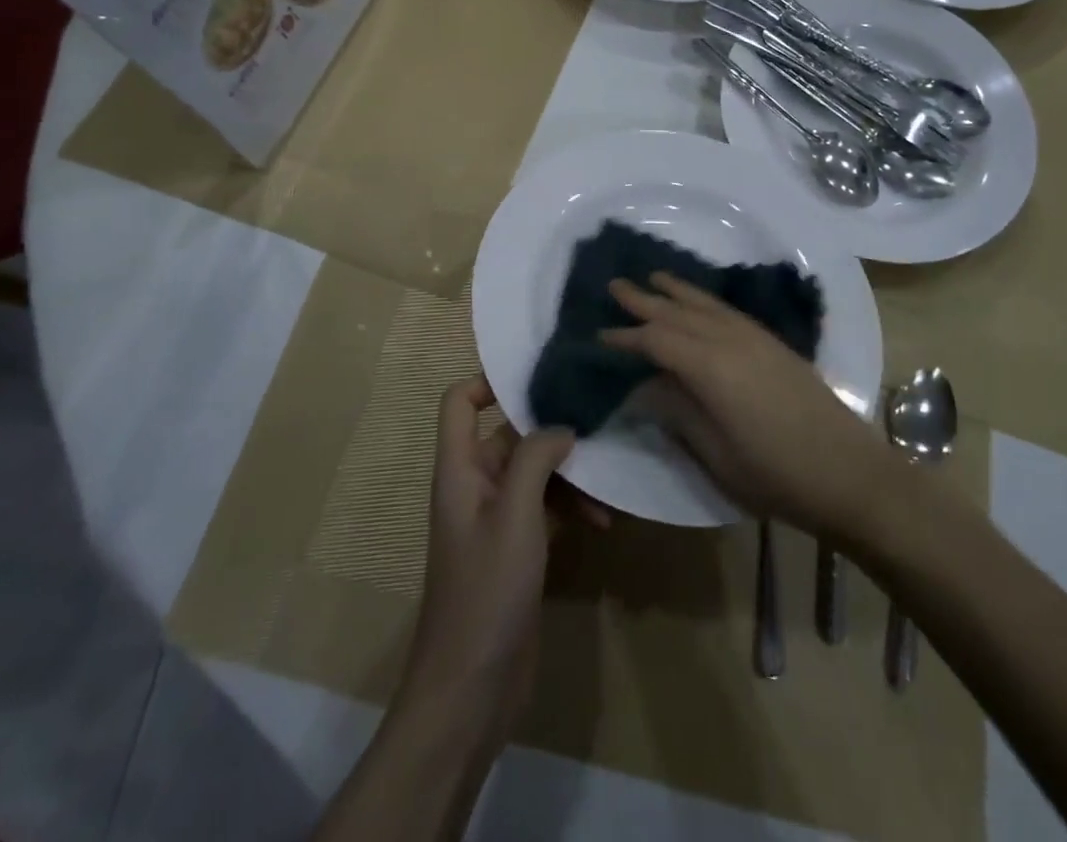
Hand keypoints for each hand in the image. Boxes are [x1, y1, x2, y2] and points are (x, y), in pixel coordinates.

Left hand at [402, 378, 596, 734]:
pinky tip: (603, 521)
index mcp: (459, 470)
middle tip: (598, 423)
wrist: (471, 689)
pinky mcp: (518, 549)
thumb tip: (560, 427)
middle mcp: (475, 486)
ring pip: (534, 474)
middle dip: (551, 431)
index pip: (460, 402)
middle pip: (509, 435)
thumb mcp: (515, 515)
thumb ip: (536, 459)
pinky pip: (546, 509)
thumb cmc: (486, 590)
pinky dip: (571, 507)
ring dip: (569, 475)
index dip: (489, 381)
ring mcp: (496, 519)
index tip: (538, 377)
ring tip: (607, 485)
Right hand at [603, 273, 892, 537]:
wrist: (850, 473)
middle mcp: (731, 341)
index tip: (599, 334)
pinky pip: (728, 310)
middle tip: (614, 285)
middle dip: (645, 300)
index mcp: (711, 368)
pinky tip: (700, 302)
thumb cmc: (776, 475)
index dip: (626, 337)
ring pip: (706, 305)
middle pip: (679, 313)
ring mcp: (756, 339)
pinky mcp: (774, 345)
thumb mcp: (716, 454)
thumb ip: (677, 413)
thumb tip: (643, 387)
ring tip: (653, 277)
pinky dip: (705, 300)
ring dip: (677, 291)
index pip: (657, 341)